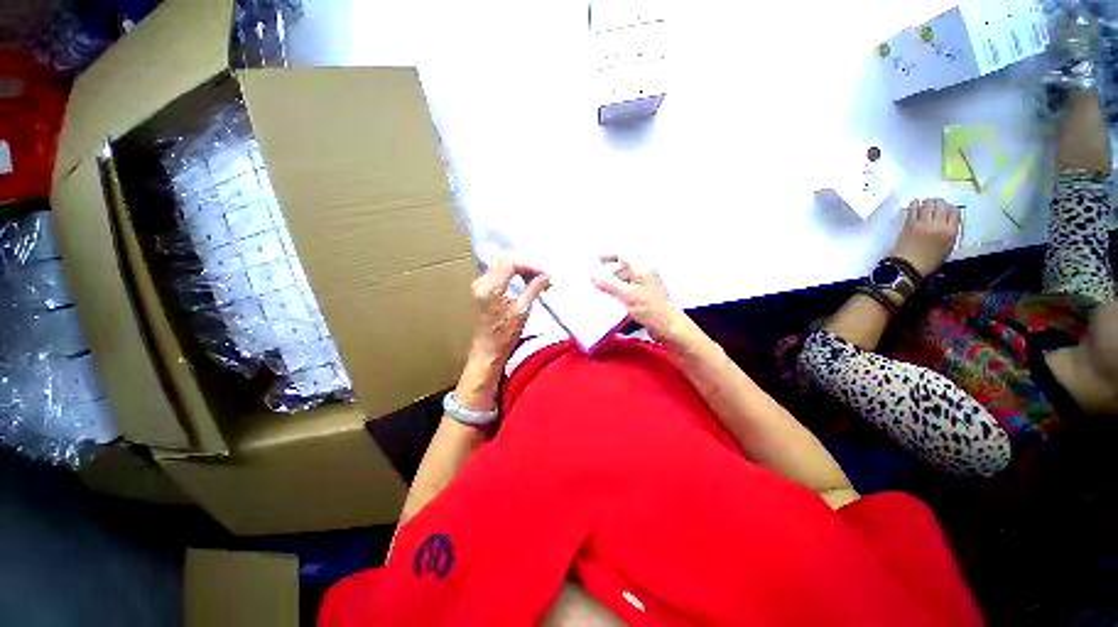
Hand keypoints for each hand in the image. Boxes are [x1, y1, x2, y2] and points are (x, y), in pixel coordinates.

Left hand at [457, 257, 549, 409]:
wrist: (487, 351)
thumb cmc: (505, 335)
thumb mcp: (522, 311)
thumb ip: (534, 289)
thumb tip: (547, 275)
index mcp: (490, 288)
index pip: (510, 263)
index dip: (529, 265)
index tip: (544, 274)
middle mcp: (481, 282)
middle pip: (504, 261)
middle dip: (525, 266)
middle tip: (541, 276)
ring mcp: (479, 285)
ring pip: (501, 265)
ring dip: (519, 269)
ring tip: (535, 279)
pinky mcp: (481, 290)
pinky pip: (498, 273)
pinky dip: (512, 274)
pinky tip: (523, 282)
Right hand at [592, 255, 688, 345]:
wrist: (668, 327)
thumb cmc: (651, 309)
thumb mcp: (628, 296)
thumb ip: (609, 285)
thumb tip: (593, 276)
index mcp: (642, 269)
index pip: (623, 256)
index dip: (609, 256)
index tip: (596, 260)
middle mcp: (644, 275)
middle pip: (622, 269)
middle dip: (608, 274)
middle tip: (594, 279)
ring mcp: (644, 287)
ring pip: (624, 281)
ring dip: (612, 285)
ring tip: (599, 292)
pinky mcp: (643, 298)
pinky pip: (627, 291)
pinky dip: (618, 294)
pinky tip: (610, 301)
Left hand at [890, 198, 961, 276]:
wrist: (908, 266)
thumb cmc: (928, 262)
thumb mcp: (946, 249)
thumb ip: (949, 235)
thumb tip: (947, 226)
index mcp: (951, 232)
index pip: (955, 213)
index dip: (951, 209)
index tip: (947, 209)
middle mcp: (939, 225)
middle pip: (942, 206)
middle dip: (939, 203)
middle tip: (936, 203)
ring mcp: (923, 223)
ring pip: (928, 205)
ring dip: (928, 202)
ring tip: (926, 202)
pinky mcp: (909, 224)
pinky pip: (913, 210)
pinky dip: (914, 204)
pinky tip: (915, 202)